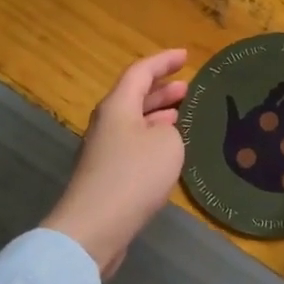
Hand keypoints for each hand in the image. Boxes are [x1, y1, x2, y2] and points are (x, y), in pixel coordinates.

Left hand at [42, 50, 189, 278]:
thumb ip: (171, 129)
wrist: (95, 227)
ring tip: (183, 115)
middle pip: (134, 97)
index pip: (141, 72)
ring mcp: (104, 151)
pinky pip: (133, 145)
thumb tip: (162, 133)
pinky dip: (153, 139)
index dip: (164, 61)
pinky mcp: (107, 176)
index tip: (185, 56)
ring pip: (134, 122)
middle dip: (162, 90)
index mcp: (117, 106)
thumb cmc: (133, 176)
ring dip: (158, 116)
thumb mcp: (167, 143)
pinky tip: (170, 151)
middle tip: (188, 88)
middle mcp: (107, 123)